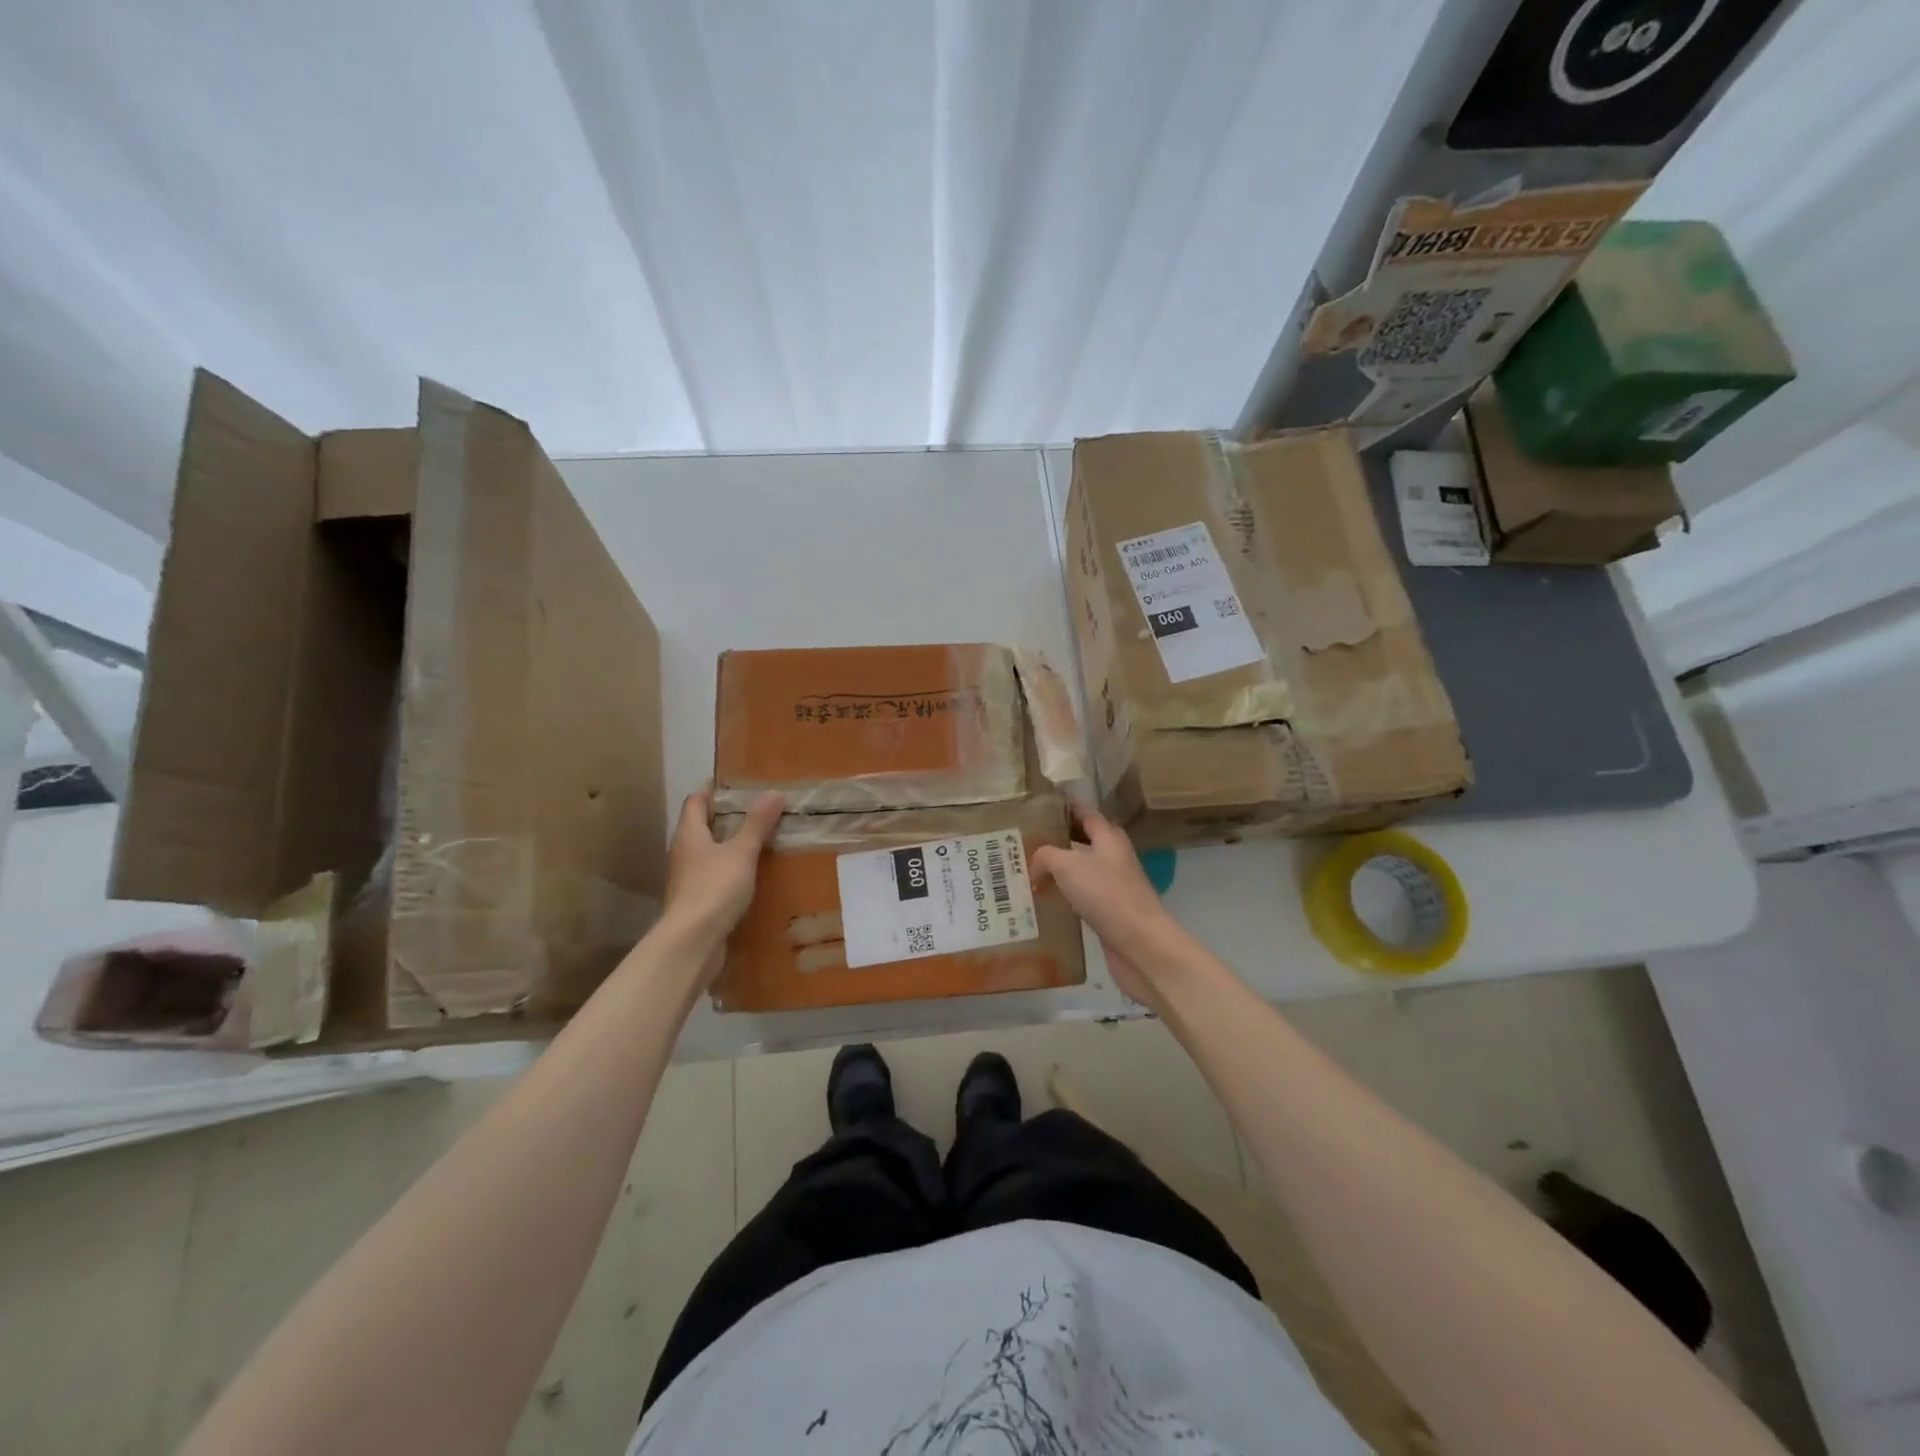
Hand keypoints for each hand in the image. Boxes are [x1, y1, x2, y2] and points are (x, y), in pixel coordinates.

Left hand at [661, 788, 784, 954]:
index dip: (712, 789)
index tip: (735, 782)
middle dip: (725, 817)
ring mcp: (687, 879)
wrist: (693, 942)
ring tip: (759, 840)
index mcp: (689, 834)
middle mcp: (683, 853)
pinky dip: (731, 871)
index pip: (696, 801)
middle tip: (757, 809)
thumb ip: (757, 823)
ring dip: (729, 846)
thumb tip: (774, 792)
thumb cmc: (714, 888)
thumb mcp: (741, 852)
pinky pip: (714, 877)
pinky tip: (752, 875)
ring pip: (708, 853)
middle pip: (701, 826)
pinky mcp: (696, 902)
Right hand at [1031, 808, 1181, 1009]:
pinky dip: (1064, 897)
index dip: (1064, 808)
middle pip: (1082, 841)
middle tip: (1024, 843)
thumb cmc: (1105, 894)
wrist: (1139, 943)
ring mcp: (1114, 886)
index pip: (1085, 813)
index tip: (1039, 806)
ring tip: (1027, 872)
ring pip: (1080, 871)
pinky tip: (1044, 903)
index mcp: (1109, 837)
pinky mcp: (1110, 912)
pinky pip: (1082, 897)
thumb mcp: (1067, 865)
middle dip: (1056, 841)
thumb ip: (1046, 855)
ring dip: (1058, 871)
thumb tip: (1035, 865)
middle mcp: (1113, 857)